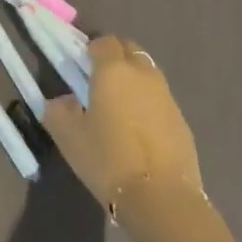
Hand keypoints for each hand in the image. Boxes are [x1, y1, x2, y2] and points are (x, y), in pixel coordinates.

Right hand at [43, 35, 202, 215]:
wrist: (162, 200)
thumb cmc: (109, 159)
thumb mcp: (68, 136)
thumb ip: (58, 110)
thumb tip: (64, 101)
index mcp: (113, 69)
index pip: (104, 41)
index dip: (92, 49)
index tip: (82, 66)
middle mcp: (143, 74)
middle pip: (130, 50)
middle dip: (115, 57)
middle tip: (100, 81)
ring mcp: (167, 97)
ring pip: (148, 74)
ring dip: (134, 80)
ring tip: (121, 107)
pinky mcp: (183, 121)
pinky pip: (161, 100)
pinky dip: (149, 105)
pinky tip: (141, 131)